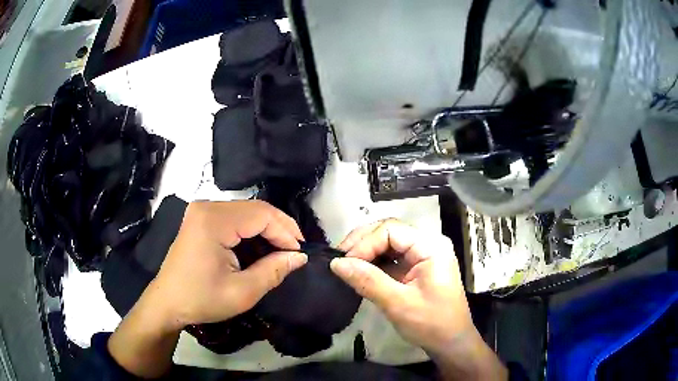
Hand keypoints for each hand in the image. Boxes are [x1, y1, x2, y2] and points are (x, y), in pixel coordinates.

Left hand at [151, 200, 307, 329]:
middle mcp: (207, 207)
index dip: (285, 231)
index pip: (261, 215)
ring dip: (267, 229)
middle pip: (254, 209)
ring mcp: (202, 210)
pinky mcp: (200, 218)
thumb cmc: (202, 299)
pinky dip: (251, 230)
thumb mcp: (242, 292)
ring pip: (246, 211)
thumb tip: (299, 257)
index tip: (299, 253)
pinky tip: (261, 246)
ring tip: (282, 249)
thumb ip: (273, 271)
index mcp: (214, 221)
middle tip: (295, 250)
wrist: (168, 302)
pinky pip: (234, 217)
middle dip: (279, 228)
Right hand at [331, 219, 506, 380]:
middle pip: (389, 231)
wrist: (451, 342)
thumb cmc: (431, 323)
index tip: (344, 263)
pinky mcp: (416, 267)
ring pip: (388, 242)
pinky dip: (373, 262)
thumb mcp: (398, 304)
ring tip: (345, 264)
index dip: (364, 243)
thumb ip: (367, 281)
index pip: (391, 230)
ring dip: (365, 251)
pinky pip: (391, 257)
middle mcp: (428, 243)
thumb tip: (336, 264)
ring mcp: (423, 255)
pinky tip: (359, 271)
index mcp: (431, 246)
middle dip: (362, 243)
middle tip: (339, 260)